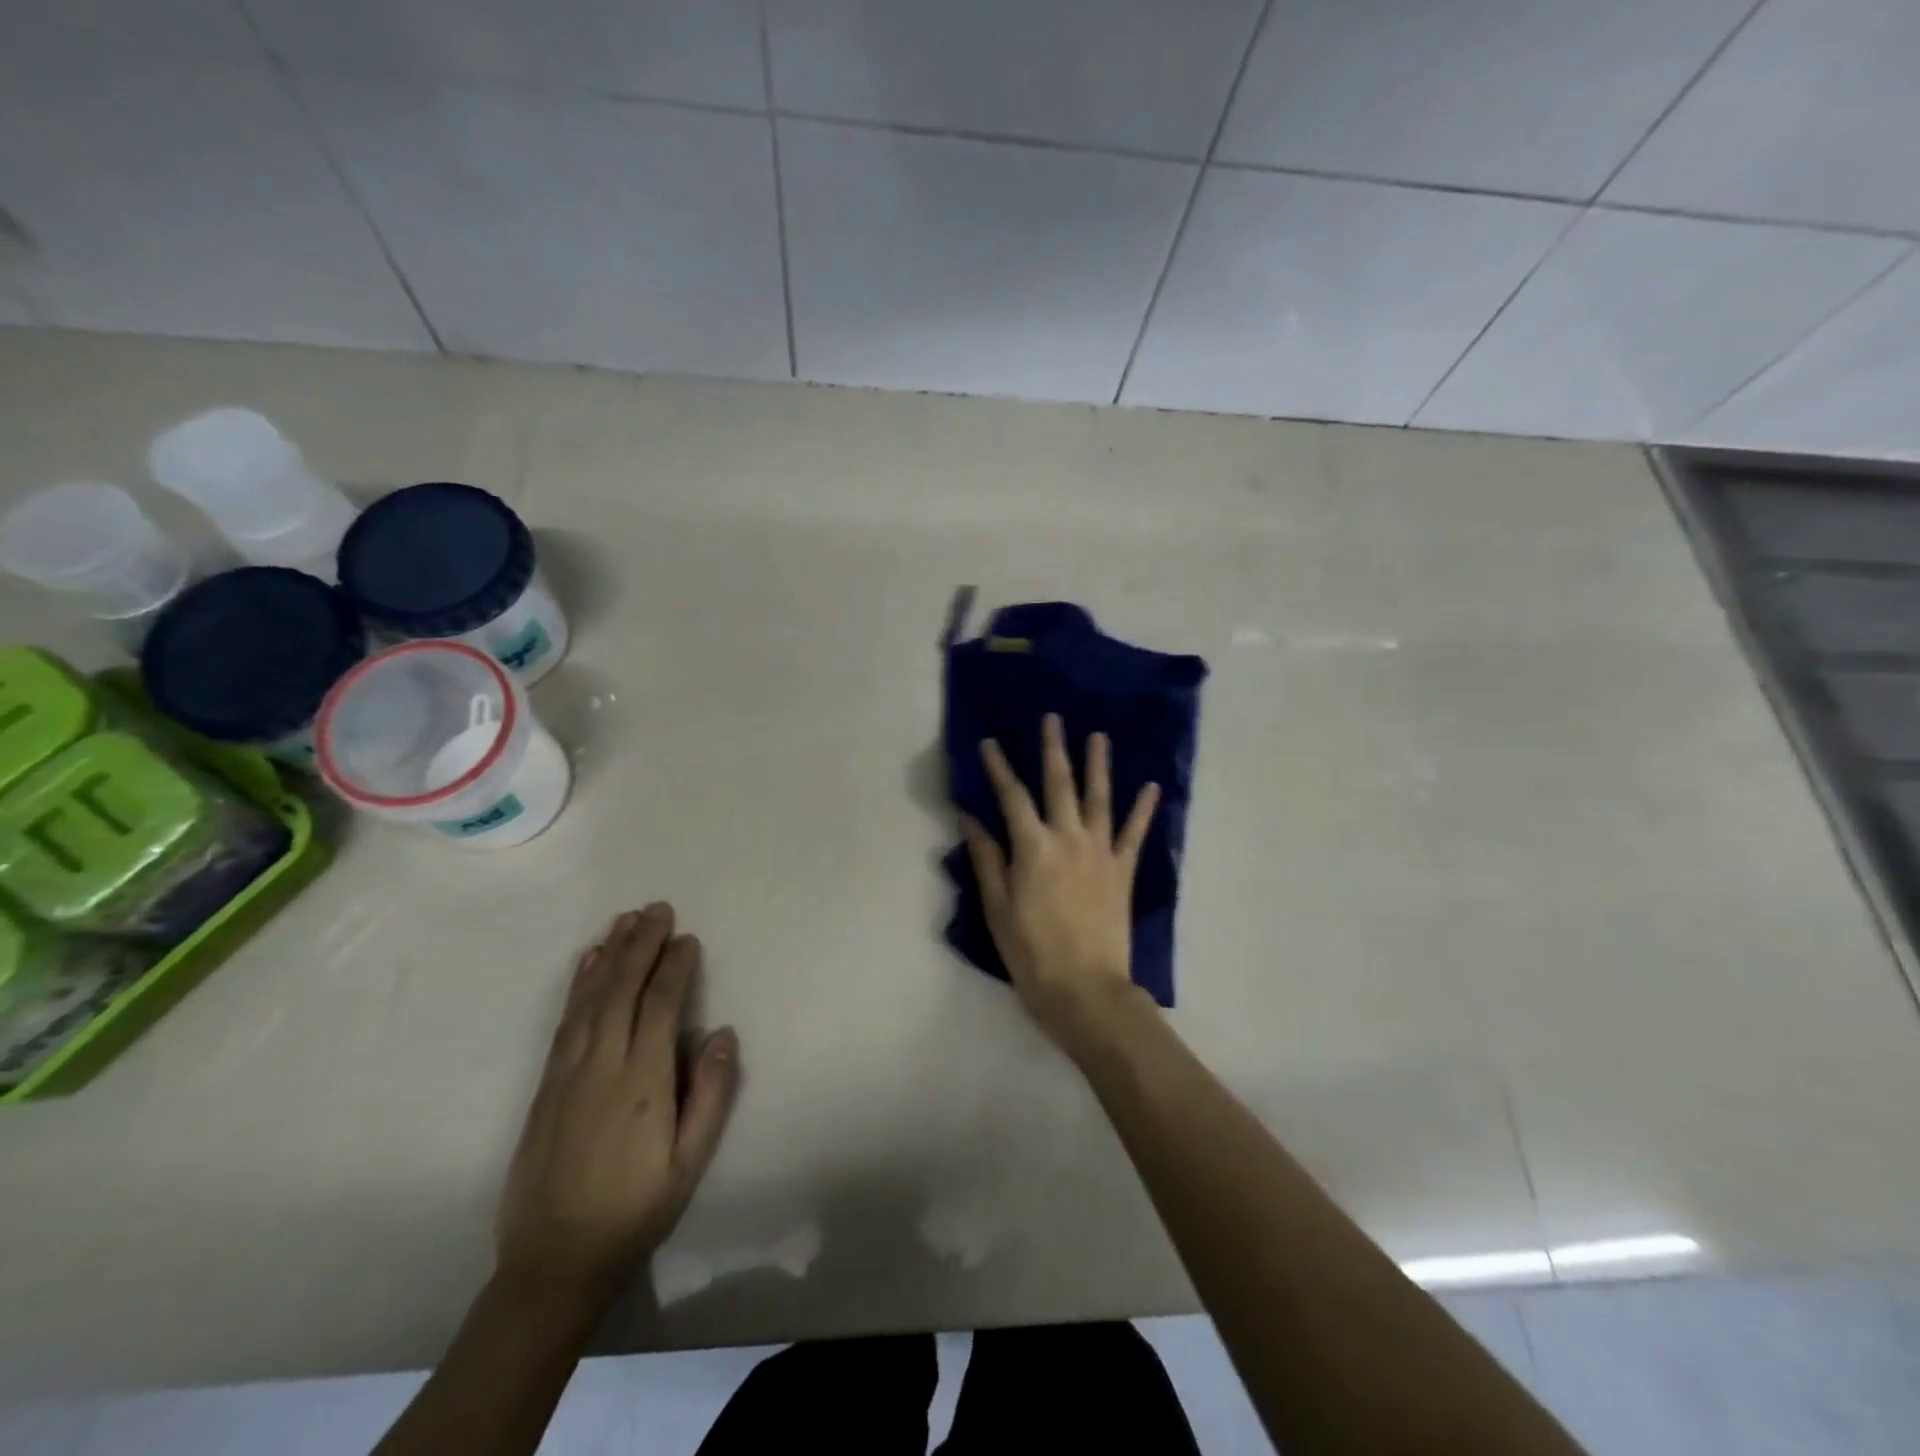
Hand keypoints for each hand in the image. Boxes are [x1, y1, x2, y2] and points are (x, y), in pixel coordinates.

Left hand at [494, 904, 738, 1306]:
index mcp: (641, 1081)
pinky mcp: (546, 1084)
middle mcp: (601, 1065)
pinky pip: (565, 1020)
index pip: (659, 1005)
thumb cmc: (635, 1209)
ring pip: (590, 998)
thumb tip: (722, 1033)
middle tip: (658, 909)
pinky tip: (586, 964)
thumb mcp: (689, 1162)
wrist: (553, 1262)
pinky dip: (578, 985)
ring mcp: (567, 1072)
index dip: (675, 967)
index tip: (688, 938)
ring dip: (609, 954)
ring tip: (624, 920)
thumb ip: (710, 1094)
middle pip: (621, 989)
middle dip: (641, 945)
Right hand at [961, 714, 1159, 1058]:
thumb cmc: (1031, 954)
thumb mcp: (997, 909)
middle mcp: (1068, 838)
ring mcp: (1100, 852)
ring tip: (1099, 736)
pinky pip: (1135, 833)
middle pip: (1059, 784)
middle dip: (1053, 749)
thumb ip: (986, 859)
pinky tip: (1152, 787)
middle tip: (1053, 718)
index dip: (998, 768)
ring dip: (1098, 765)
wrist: (1086, 990)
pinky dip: (1144, 809)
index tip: (989, 742)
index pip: (1011, 797)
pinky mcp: (1123, 870)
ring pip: (1099, 798)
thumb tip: (969, 818)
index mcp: (1033, 848)